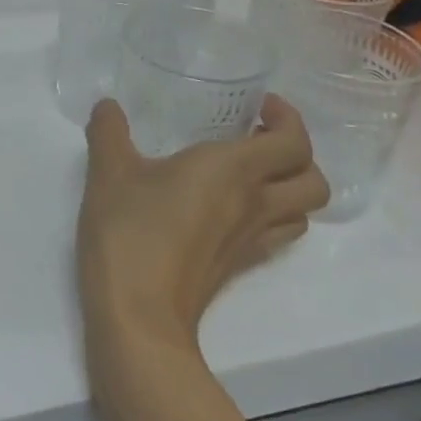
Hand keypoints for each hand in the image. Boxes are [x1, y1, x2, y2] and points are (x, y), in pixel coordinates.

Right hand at [78, 97, 326, 355]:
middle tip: (256, 138)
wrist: (138, 314)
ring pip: (302, 212)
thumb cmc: (130, 232)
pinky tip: (226, 210)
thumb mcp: (108, 172)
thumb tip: (106, 106)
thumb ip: (109, 131)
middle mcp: (255, 204)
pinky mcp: (237, 267)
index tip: (259, 106)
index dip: (288, 118)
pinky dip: (268, 216)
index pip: (294, 141)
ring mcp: (251, 242)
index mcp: (234, 171)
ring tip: (248, 173)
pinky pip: (275, 235)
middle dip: (297, 155)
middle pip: (314, 180)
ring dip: (288, 188)